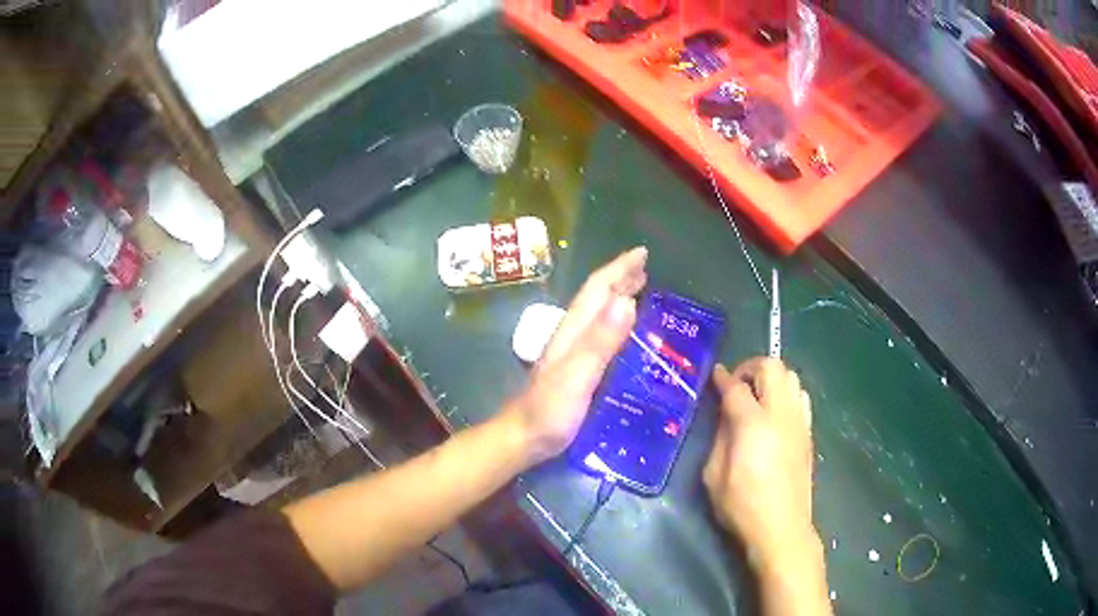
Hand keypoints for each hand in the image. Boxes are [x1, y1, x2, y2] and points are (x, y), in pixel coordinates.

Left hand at [504, 247, 647, 464]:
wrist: (524, 438)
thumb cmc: (550, 411)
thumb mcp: (578, 375)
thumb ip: (600, 341)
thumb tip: (626, 300)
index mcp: (573, 330)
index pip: (598, 289)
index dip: (619, 269)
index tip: (642, 253)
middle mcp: (571, 335)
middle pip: (597, 297)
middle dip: (620, 277)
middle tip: (646, 266)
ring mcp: (571, 352)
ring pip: (598, 313)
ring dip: (618, 296)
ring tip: (639, 289)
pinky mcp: (574, 368)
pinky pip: (600, 334)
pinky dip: (615, 322)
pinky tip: (624, 332)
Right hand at [703, 358, 816, 565]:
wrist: (782, 528)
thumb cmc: (742, 506)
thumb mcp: (714, 475)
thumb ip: (720, 437)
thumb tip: (726, 414)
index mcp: (753, 424)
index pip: (736, 387)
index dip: (722, 378)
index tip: (714, 375)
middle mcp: (781, 414)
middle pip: (772, 367)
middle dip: (751, 367)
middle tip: (736, 384)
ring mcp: (799, 421)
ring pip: (791, 376)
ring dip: (772, 377)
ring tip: (756, 396)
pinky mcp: (808, 432)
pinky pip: (801, 396)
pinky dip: (786, 392)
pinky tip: (775, 413)